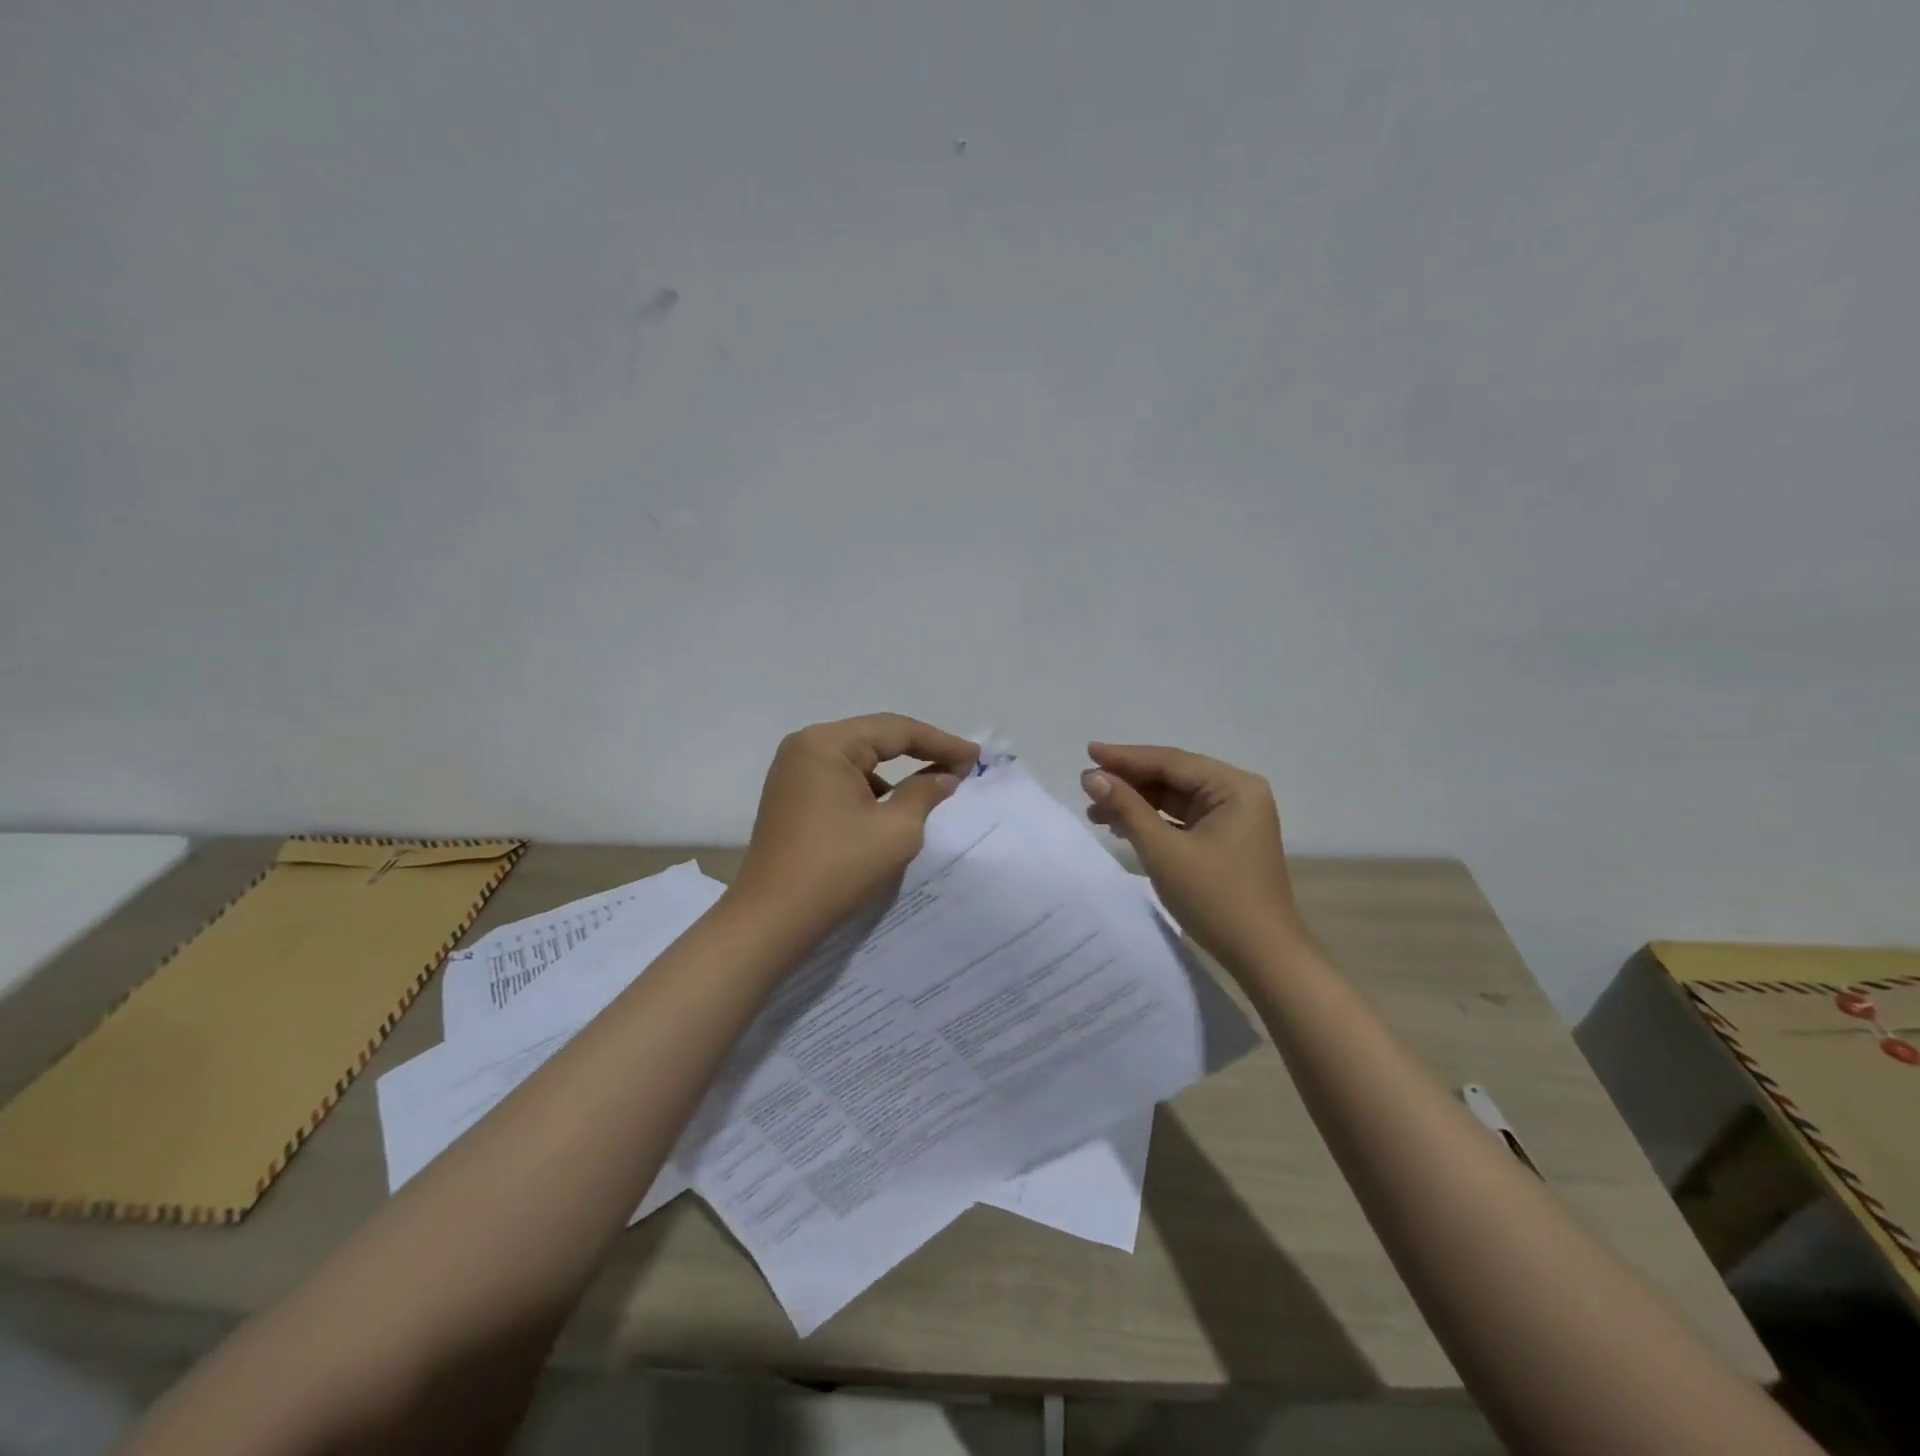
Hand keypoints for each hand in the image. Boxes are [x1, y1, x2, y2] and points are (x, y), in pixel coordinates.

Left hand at [733, 714, 978, 941]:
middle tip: (962, 765)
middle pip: (874, 738)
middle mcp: (805, 746)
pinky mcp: (790, 797)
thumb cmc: (837, 869)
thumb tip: (945, 777)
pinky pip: (840, 779)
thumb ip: (925, 793)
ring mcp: (793, 772)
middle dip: (920, 751)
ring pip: (858, 759)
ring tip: (934, 784)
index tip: (976, 757)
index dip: (941, 742)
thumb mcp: (895, 830)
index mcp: (826, 744)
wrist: (771, 920)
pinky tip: (893, 806)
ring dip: (896, 770)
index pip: (896, 730)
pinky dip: (871, 788)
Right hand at [1081, 742, 1306, 967]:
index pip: (1171, 762)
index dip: (1126, 757)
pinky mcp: (1225, 842)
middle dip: (1129, 782)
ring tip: (1095, 811)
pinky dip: (1152, 822)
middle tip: (1086, 786)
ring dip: (1136, 803)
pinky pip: (1182, 820)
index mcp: (1235, 787)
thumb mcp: (1164, 851)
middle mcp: (1238, 795)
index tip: (1088, 751)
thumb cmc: (1216, 899)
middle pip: (1173, 777)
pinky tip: (1122, 827)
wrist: (1263, 957)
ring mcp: (1234, 819)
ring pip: (1175, 800)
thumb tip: (1091, 776)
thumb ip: (1127, 808)